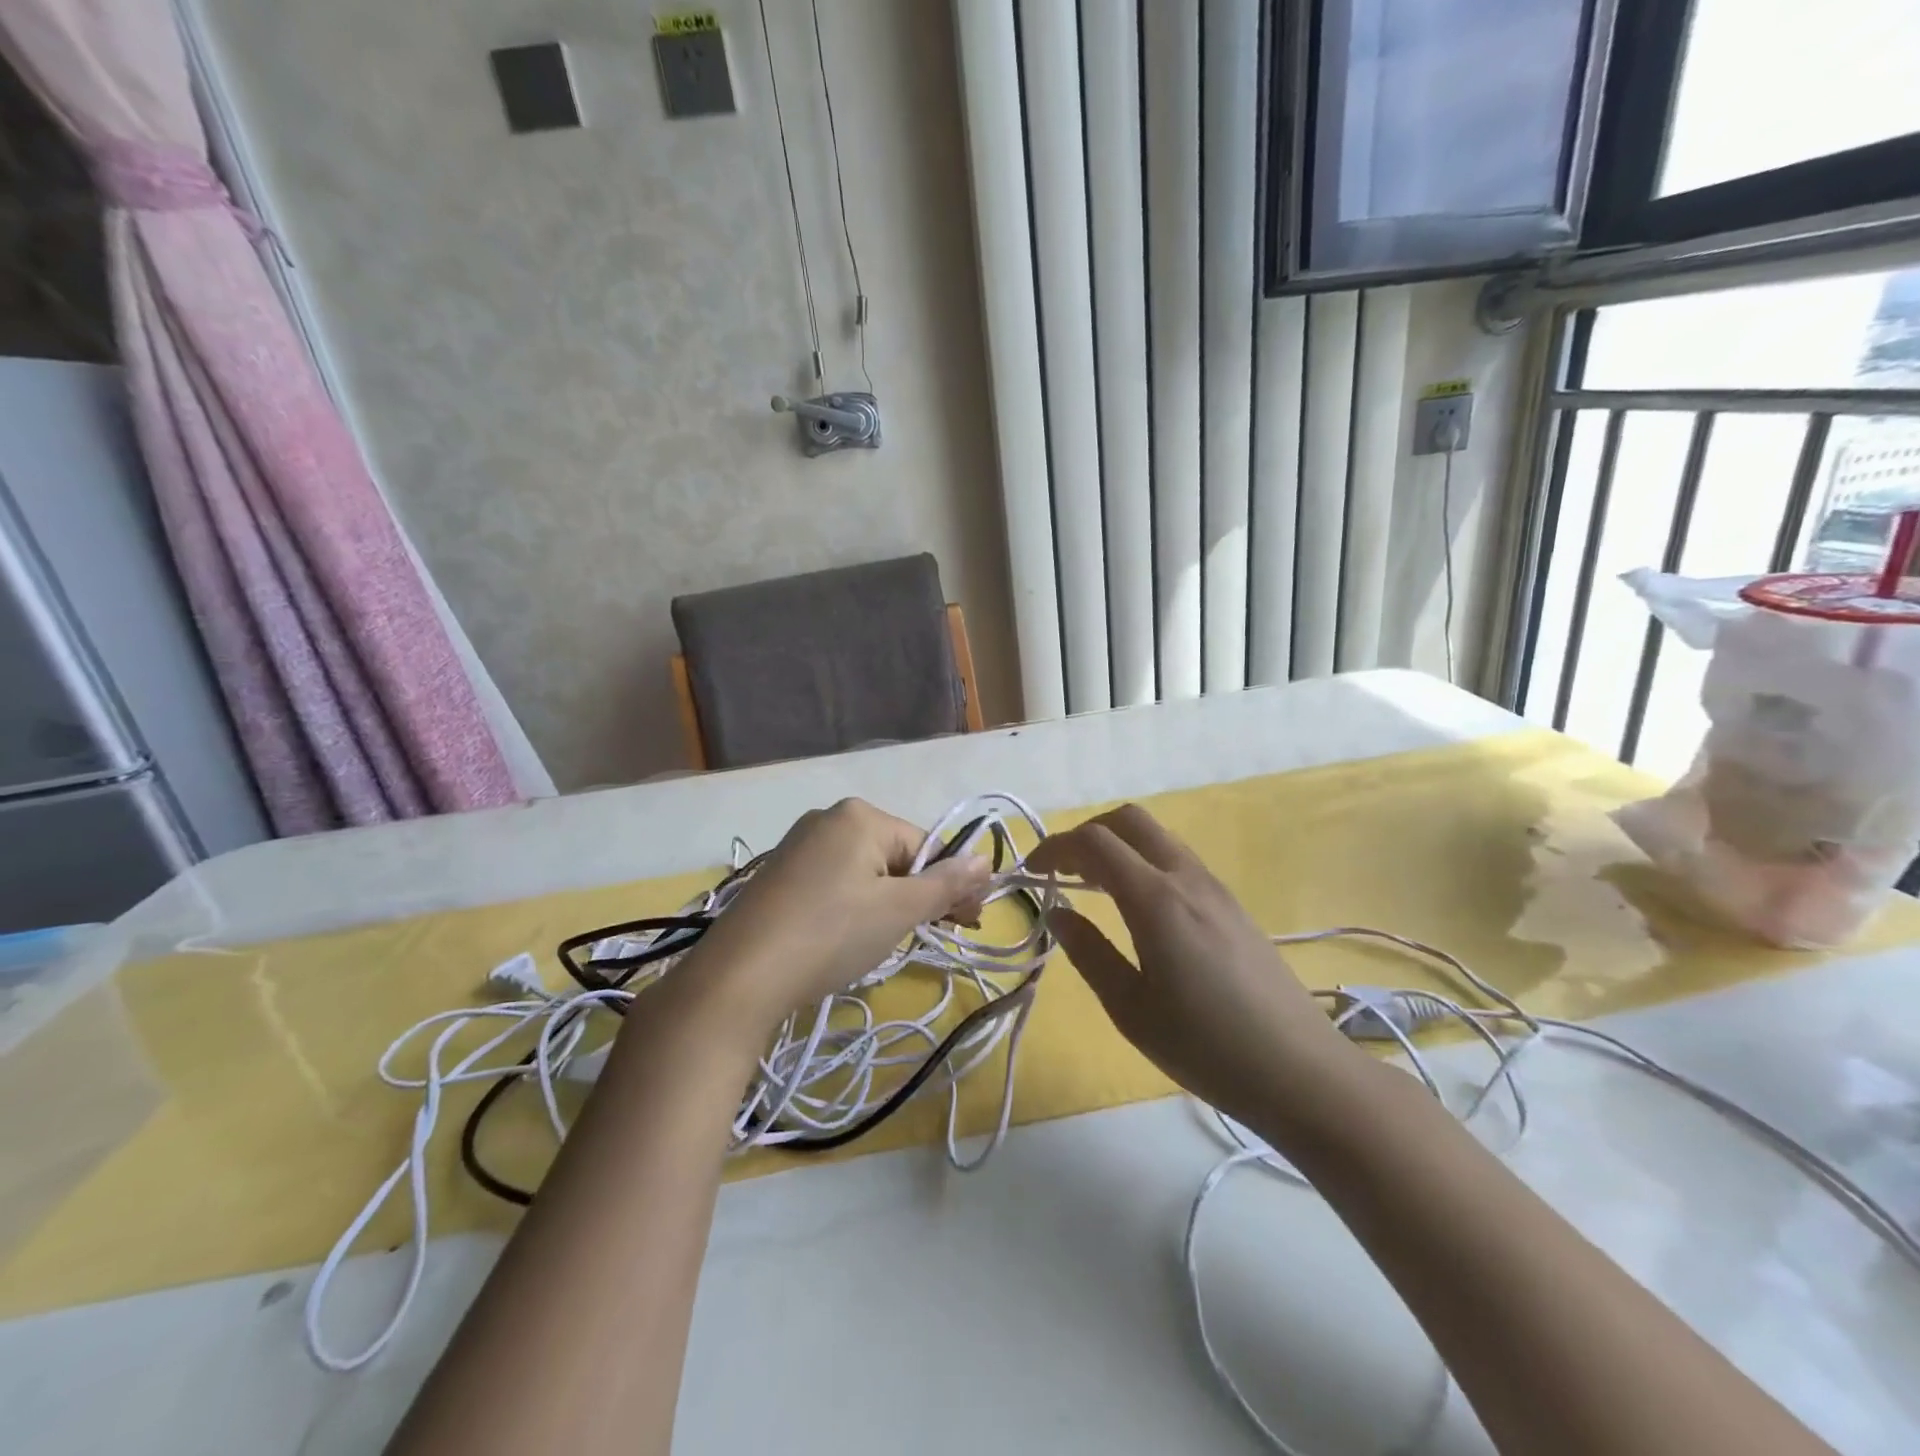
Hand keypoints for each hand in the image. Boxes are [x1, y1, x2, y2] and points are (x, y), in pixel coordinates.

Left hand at [667, 799, 990, 1048]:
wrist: (739, 977)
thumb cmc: (831, 933)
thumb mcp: (899, 910)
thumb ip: (946, 884)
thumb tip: (986, 861)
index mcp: (859, 815)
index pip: (924, 845)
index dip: (951, 884)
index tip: (969, 922)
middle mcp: (827, 818)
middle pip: (894, 856)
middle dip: (919, 895)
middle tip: (936, 935)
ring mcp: (797, 846)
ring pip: (864, 873)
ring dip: (888, 904)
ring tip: (887, 942)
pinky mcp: (777, 876)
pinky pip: (833, 884)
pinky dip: (852, 907)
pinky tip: (847, 938)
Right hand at [1028, 805, 1360, 1127]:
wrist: (1302, 1072)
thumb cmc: (1206, 1047)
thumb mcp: (1130, 1009)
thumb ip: (1088, 953)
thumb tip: (1058, 911)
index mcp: (1156, 900)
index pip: (1094, 843)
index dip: (1054, 847)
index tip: (1030, 871)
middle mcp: (1187, 878)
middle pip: (1129, 820)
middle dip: (1086, 833)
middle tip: (1061, 870)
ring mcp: (1216, 888)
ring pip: (1157, 836)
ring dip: (1118, 845)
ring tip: (1093, 886)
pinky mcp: (1233, 905)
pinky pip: (1178, 860)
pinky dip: (1144, 861)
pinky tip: (1137, 906)